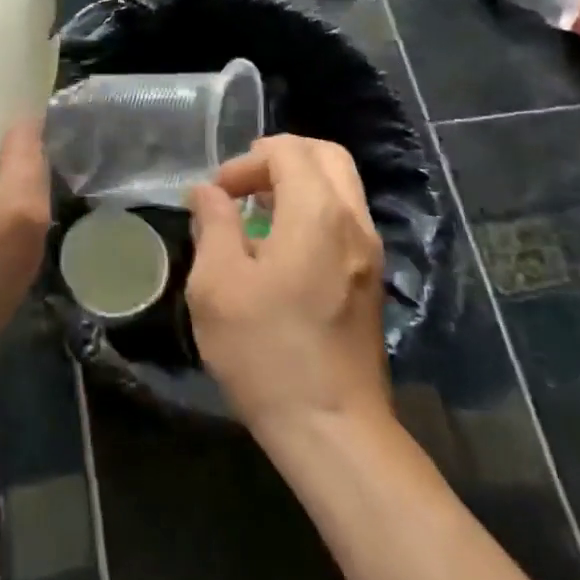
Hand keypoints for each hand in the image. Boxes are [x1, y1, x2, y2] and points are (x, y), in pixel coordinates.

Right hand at [186, 135, 391, 444]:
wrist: (333, 430)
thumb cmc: (265, 353)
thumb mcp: (217, 285)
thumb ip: (213, 224)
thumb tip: (208, 192)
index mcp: (317, 213)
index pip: (287, 150)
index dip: (245, 161)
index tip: (218, 196)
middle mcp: (353, 221)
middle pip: (325, 155)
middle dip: (279, 158)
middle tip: (242, 188)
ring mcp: (369, 251)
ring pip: (340, 186)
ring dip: (298, 184)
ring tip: (257, 215)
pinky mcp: (371, 279)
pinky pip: (345, 218)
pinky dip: (313, 210)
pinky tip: (280, 249)